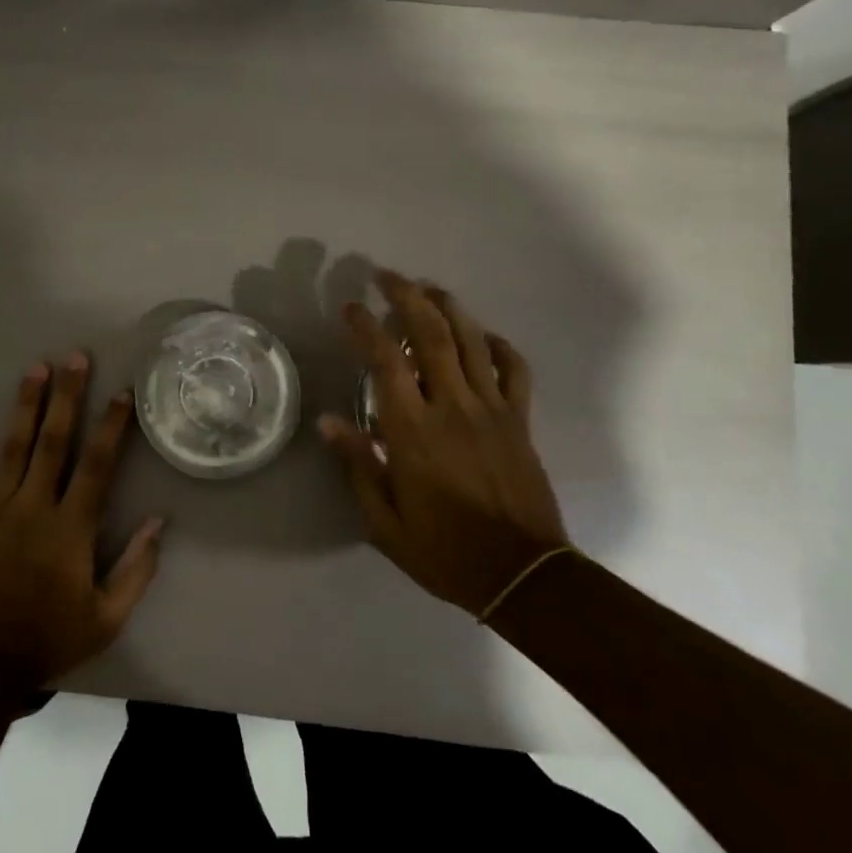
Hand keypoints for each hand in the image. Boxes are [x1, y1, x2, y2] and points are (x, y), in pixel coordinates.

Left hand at [0, 353, 164, 682]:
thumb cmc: (51, 639)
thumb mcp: (107, 617)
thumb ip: (137, 568)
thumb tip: (159, 521)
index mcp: (71, 528)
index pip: (97, 465)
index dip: (111, 426)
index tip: (122, 392)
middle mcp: (34, 507)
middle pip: (54, 442)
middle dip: (67, 397)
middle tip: (74, 357)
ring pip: (13, 448)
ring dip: (25, 405)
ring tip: (34, 368)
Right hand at [319, 269, 569, 616]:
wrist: (523, 576)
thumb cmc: (445, 551)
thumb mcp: (385, 521)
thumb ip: (359, 466)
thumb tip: (328, 422)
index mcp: (413, 431)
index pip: (386, 361)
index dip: (366, 326)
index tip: (351, 307)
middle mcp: (452, 407)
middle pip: (431, 335)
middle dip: (407, 297)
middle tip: (387, 276)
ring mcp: (492, 410)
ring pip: (472, 341)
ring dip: (449, 307)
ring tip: (429, 287)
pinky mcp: (520, 421)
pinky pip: (515, 370)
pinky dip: (499, 346)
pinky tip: (484, 336)